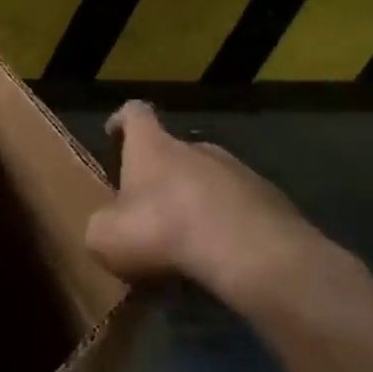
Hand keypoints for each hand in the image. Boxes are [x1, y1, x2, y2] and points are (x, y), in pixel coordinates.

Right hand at [86, 102, 335, 308]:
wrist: (250, 253)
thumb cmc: (163, 231)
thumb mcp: (105, 237)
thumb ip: (101, 227)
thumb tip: (107, 229)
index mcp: (153, 147)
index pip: (135, 113)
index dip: (121, 120)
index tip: (113, 133)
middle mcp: (197, 148)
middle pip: (174, 151)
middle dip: (160, 175)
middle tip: (148, 210)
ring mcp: (240, 172)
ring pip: (209, 181)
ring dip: (195, 202)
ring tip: (186, 242)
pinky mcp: (271, 201)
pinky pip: (239, 209)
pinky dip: (226, 226)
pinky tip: (220, 257)